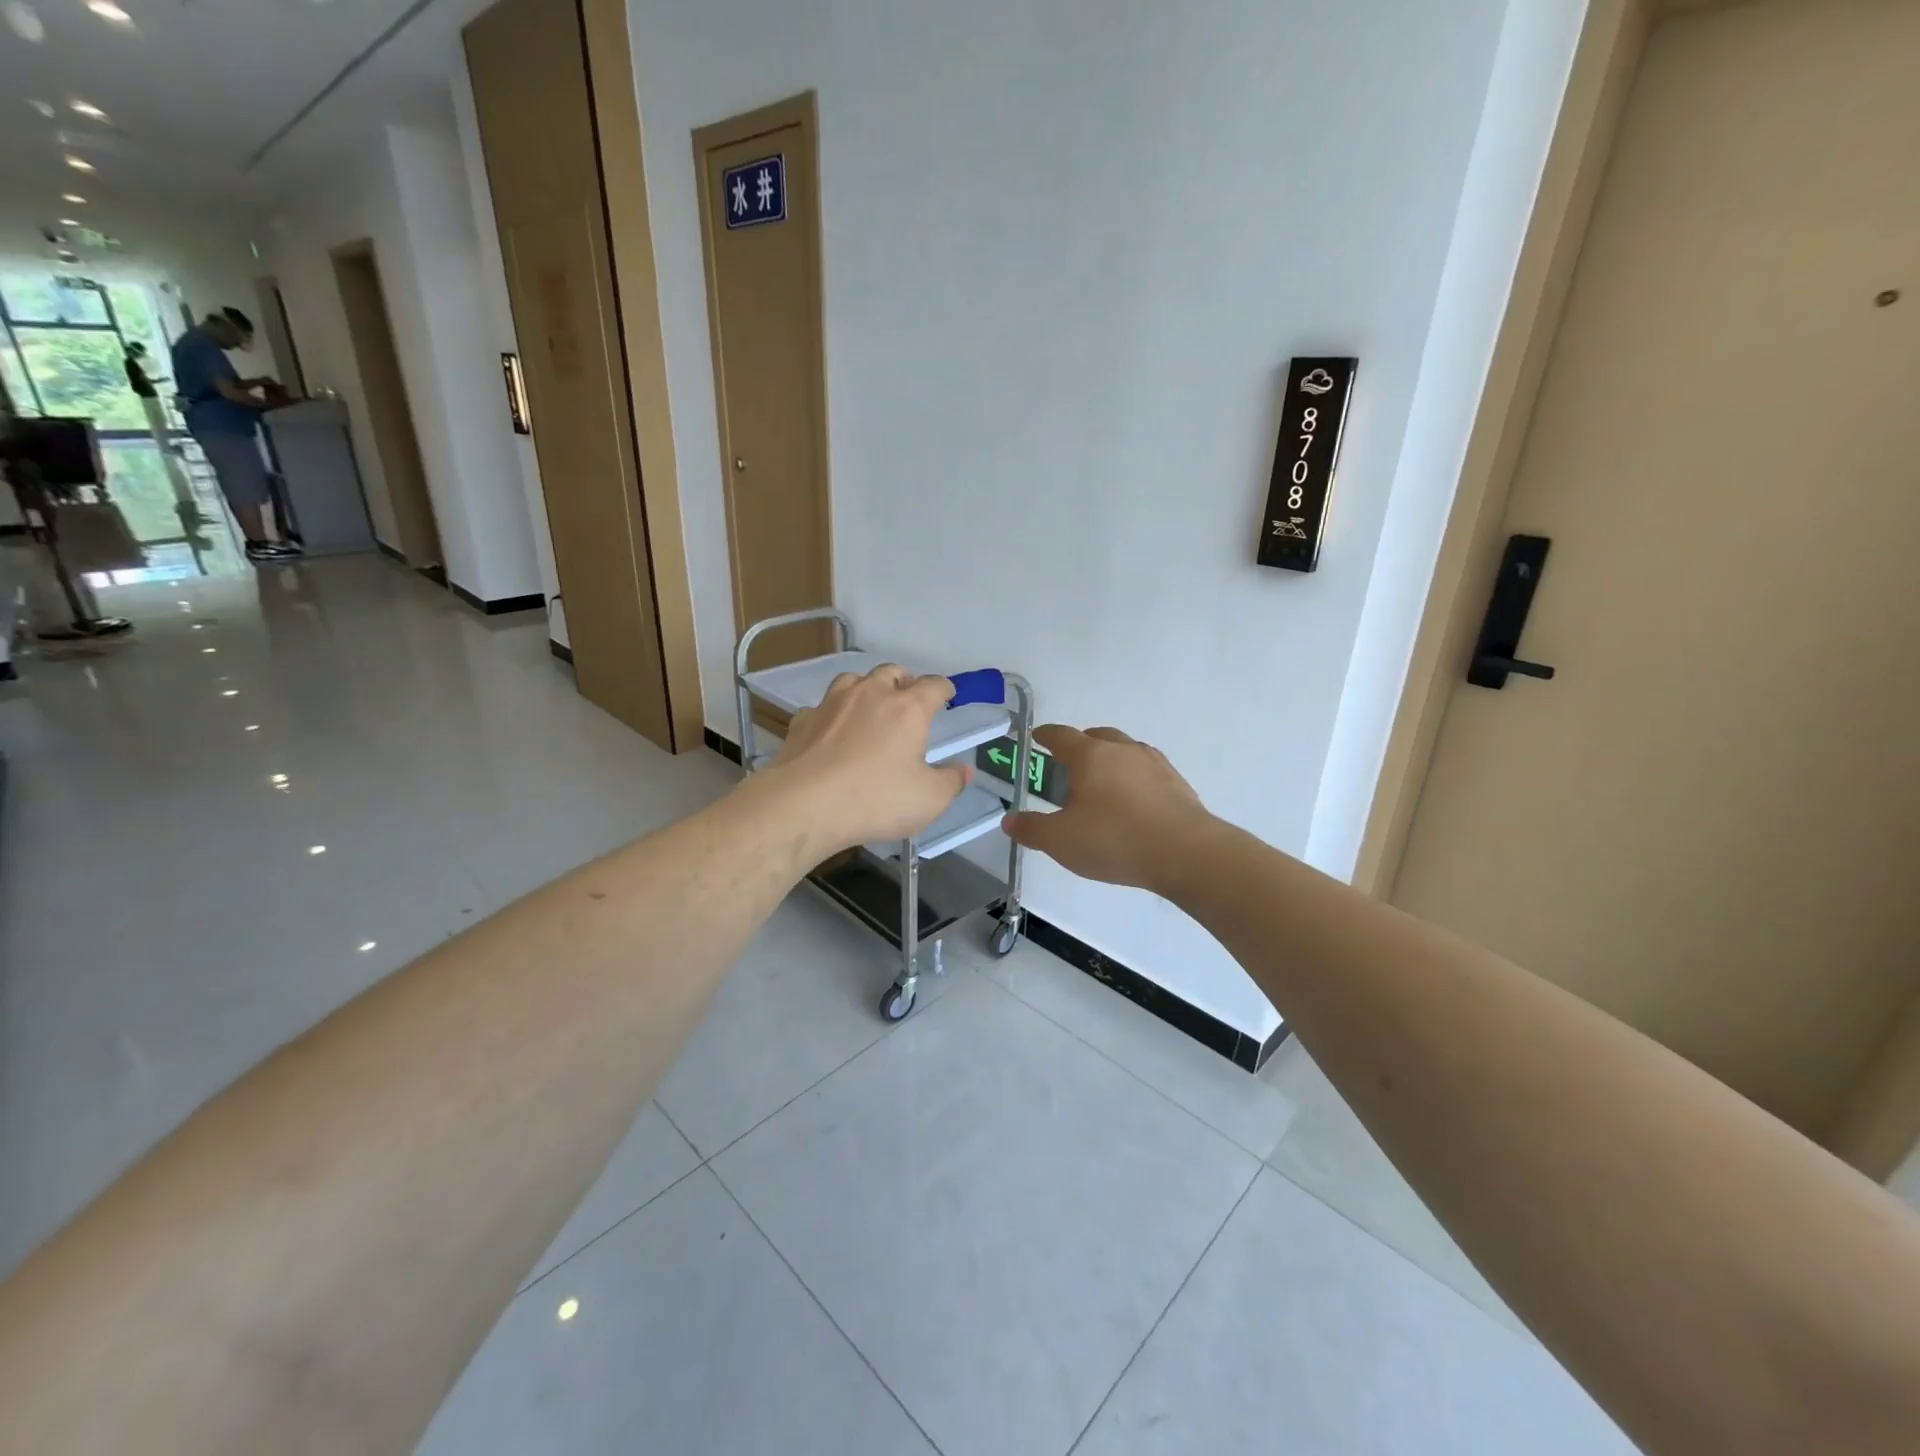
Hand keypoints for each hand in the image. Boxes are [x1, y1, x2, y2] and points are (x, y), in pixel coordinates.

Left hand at [763, 665, 969, 854]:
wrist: (804, 804)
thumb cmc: (876, 799)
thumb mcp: (929, 799)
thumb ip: (951, 781)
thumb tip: (964, 770)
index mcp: (907, 709)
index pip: (933, 685)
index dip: (944, 688)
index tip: (948, 694)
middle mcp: (870, 695)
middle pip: (891, 672)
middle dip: (904, 681)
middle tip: (909, 699)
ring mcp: (832, 704)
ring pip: (853, 680)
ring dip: (866, 688)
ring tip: (870, 707)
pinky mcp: (803, 721)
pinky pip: (822, 707)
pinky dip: (832, 714)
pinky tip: (831, 732)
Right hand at [1002, 726, 1211, 892]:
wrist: (1185, 853)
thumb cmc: (1114, 839)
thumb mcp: (1061, 840)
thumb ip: (1032, 830)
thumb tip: (1010, 821)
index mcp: (1091, 756)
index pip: (1062, 736)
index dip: (1046, 736)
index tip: (1037, 737)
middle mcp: (1123, 750)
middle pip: (1098, 737)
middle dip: (1081, 744)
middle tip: (1069, 763)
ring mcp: (1155, 764)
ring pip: (1126, 751)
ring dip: (1111, 760)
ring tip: (1103, 783)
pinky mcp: (1177, 783)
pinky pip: (1148, 771)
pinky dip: (1134, 779)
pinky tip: (1134, 802)